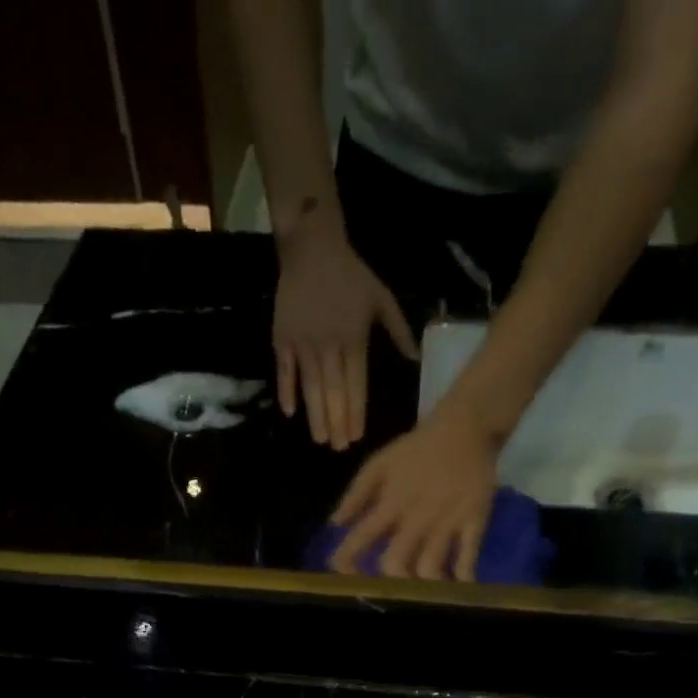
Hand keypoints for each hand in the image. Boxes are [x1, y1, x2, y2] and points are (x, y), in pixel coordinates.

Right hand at [275, 211, 417, 449]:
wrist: (311, 248)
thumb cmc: (350, 275)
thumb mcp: (381, 298)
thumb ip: (398, 331)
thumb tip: (415, 359)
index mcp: (354, 340)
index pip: (356, 385)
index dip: (356, 412)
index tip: (357, 436)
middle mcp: (328, 347)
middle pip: (334, 393)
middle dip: (337, 423)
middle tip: (339, 448)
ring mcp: (303, 344)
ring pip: (310, 387)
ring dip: (315, 416)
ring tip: (320, 440)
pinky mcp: (282, 339)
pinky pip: (284, 371)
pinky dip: (286, 391)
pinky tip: (289, 413)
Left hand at [327, 406, 498, 579]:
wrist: (465, 426)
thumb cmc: (416, 449)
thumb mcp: (379, 463)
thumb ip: (355, 495)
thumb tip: (335, 524)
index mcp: (390, 502)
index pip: (361, 537)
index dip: (346, 559)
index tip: (343, 572)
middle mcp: (416, 517)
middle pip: (396, 562)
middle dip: (388, 581)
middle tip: (389, 588)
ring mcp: (446, 521)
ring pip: (430, 566)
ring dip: (422, 585)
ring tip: (420, 593)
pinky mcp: (474, 520)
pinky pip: (468, 556)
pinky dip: (463, 576)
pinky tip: (458, 587)